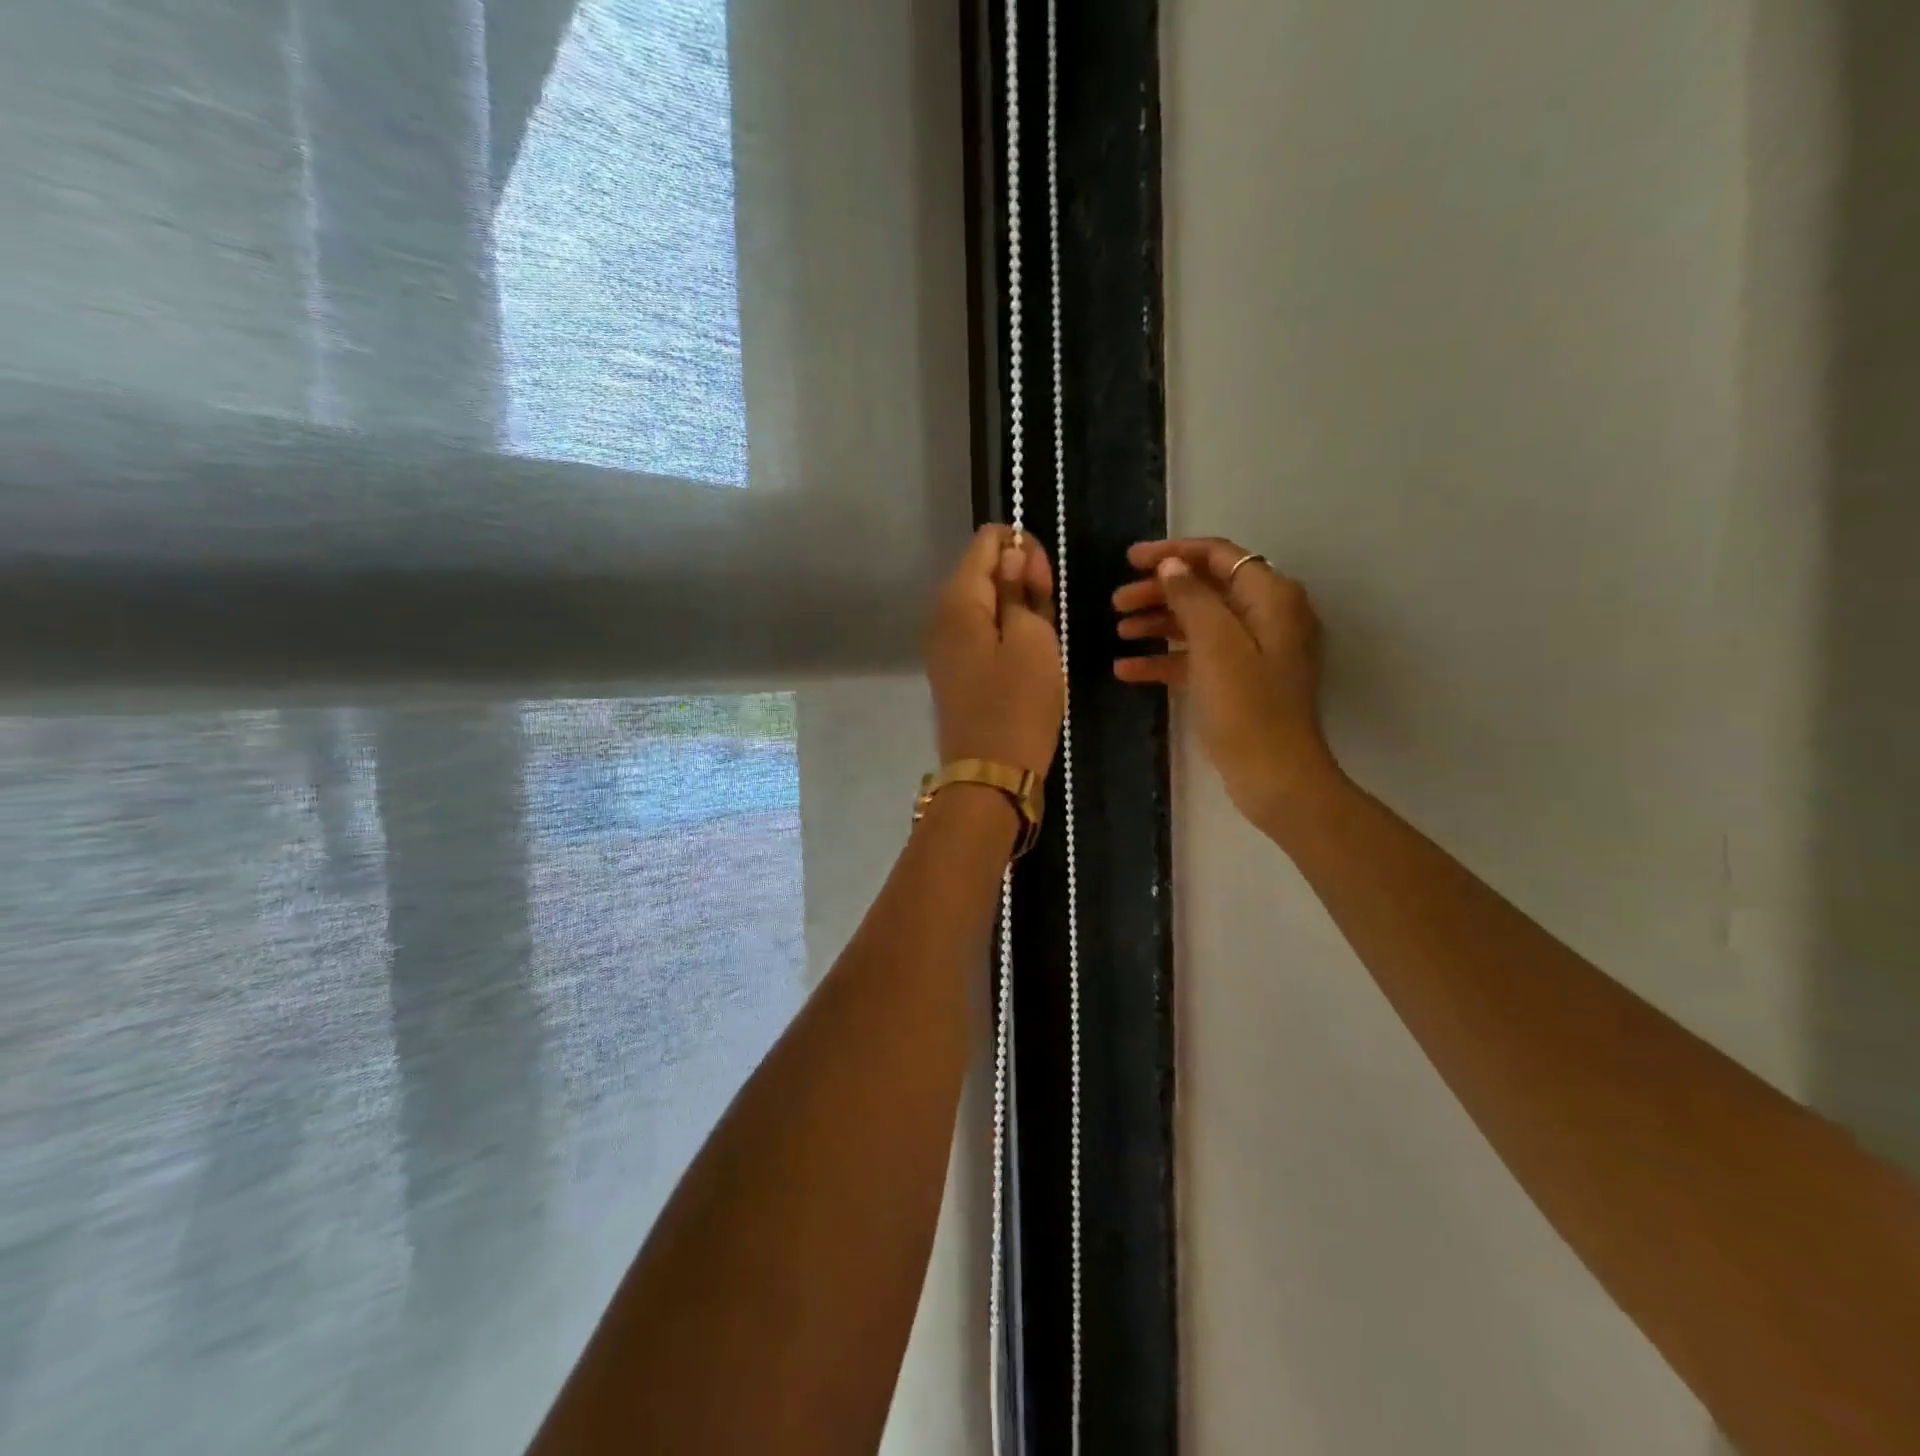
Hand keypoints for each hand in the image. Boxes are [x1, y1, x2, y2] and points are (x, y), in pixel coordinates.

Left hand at [926, 524, 1063, 778]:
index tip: (1045, 585)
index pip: (987, 541)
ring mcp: (944, 647)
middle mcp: (941, 617)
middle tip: (1049, 616)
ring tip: (1043, 643)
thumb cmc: (1018, 705)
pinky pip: (981, 635)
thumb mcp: (1033, 639)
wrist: (991, 776)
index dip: (1023, 550)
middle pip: (983, 571)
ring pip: (984, 605)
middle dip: (1021, 580)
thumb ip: (1020, 589)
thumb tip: (1012, 555)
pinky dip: (1006, 636)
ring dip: (1017, 611)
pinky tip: (1027, 660)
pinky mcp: (954, 671)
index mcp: (958, 600)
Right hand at [1113, 537, 1339, 828]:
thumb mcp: (1215, 645)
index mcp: (1270, 597)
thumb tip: (1171, 565)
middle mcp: (1265, 616)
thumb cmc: (1247, 705)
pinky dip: (1165, 660)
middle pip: (1205, 589)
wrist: (1274, 775)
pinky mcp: (1237, 681)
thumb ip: (1192, 597)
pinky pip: (1197, 658)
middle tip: (1116, 602)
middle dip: (1159, 592)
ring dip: (1157, 623)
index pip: (1218, 556)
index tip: (1129, 560)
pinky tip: (1126, 670)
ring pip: (1197, 623)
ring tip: (1118, 631)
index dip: (1173, 553)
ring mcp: (1251, 651)